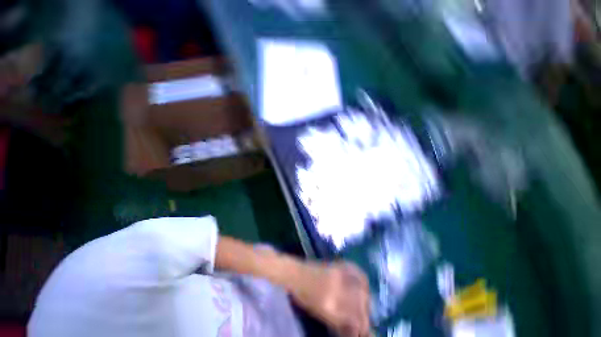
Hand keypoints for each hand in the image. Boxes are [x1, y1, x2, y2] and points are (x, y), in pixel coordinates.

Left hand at [290, 261, 370, 336]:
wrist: (295, 274)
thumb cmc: (304, 296)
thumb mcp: (320, 313)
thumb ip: (338, 321)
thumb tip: (354, 329)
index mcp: (329, 307)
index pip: (355, 319)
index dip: (363, 326)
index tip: (362, 330)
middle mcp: (336, 290)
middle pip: (361, 303)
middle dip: (366, 313)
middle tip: (363, 316)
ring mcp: (337, 274)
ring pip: (361, 287)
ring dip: (366, 297)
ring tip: (364, 302)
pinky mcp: (336, 264)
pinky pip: (356, 270)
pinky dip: (362, 278)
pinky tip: (362, 284)